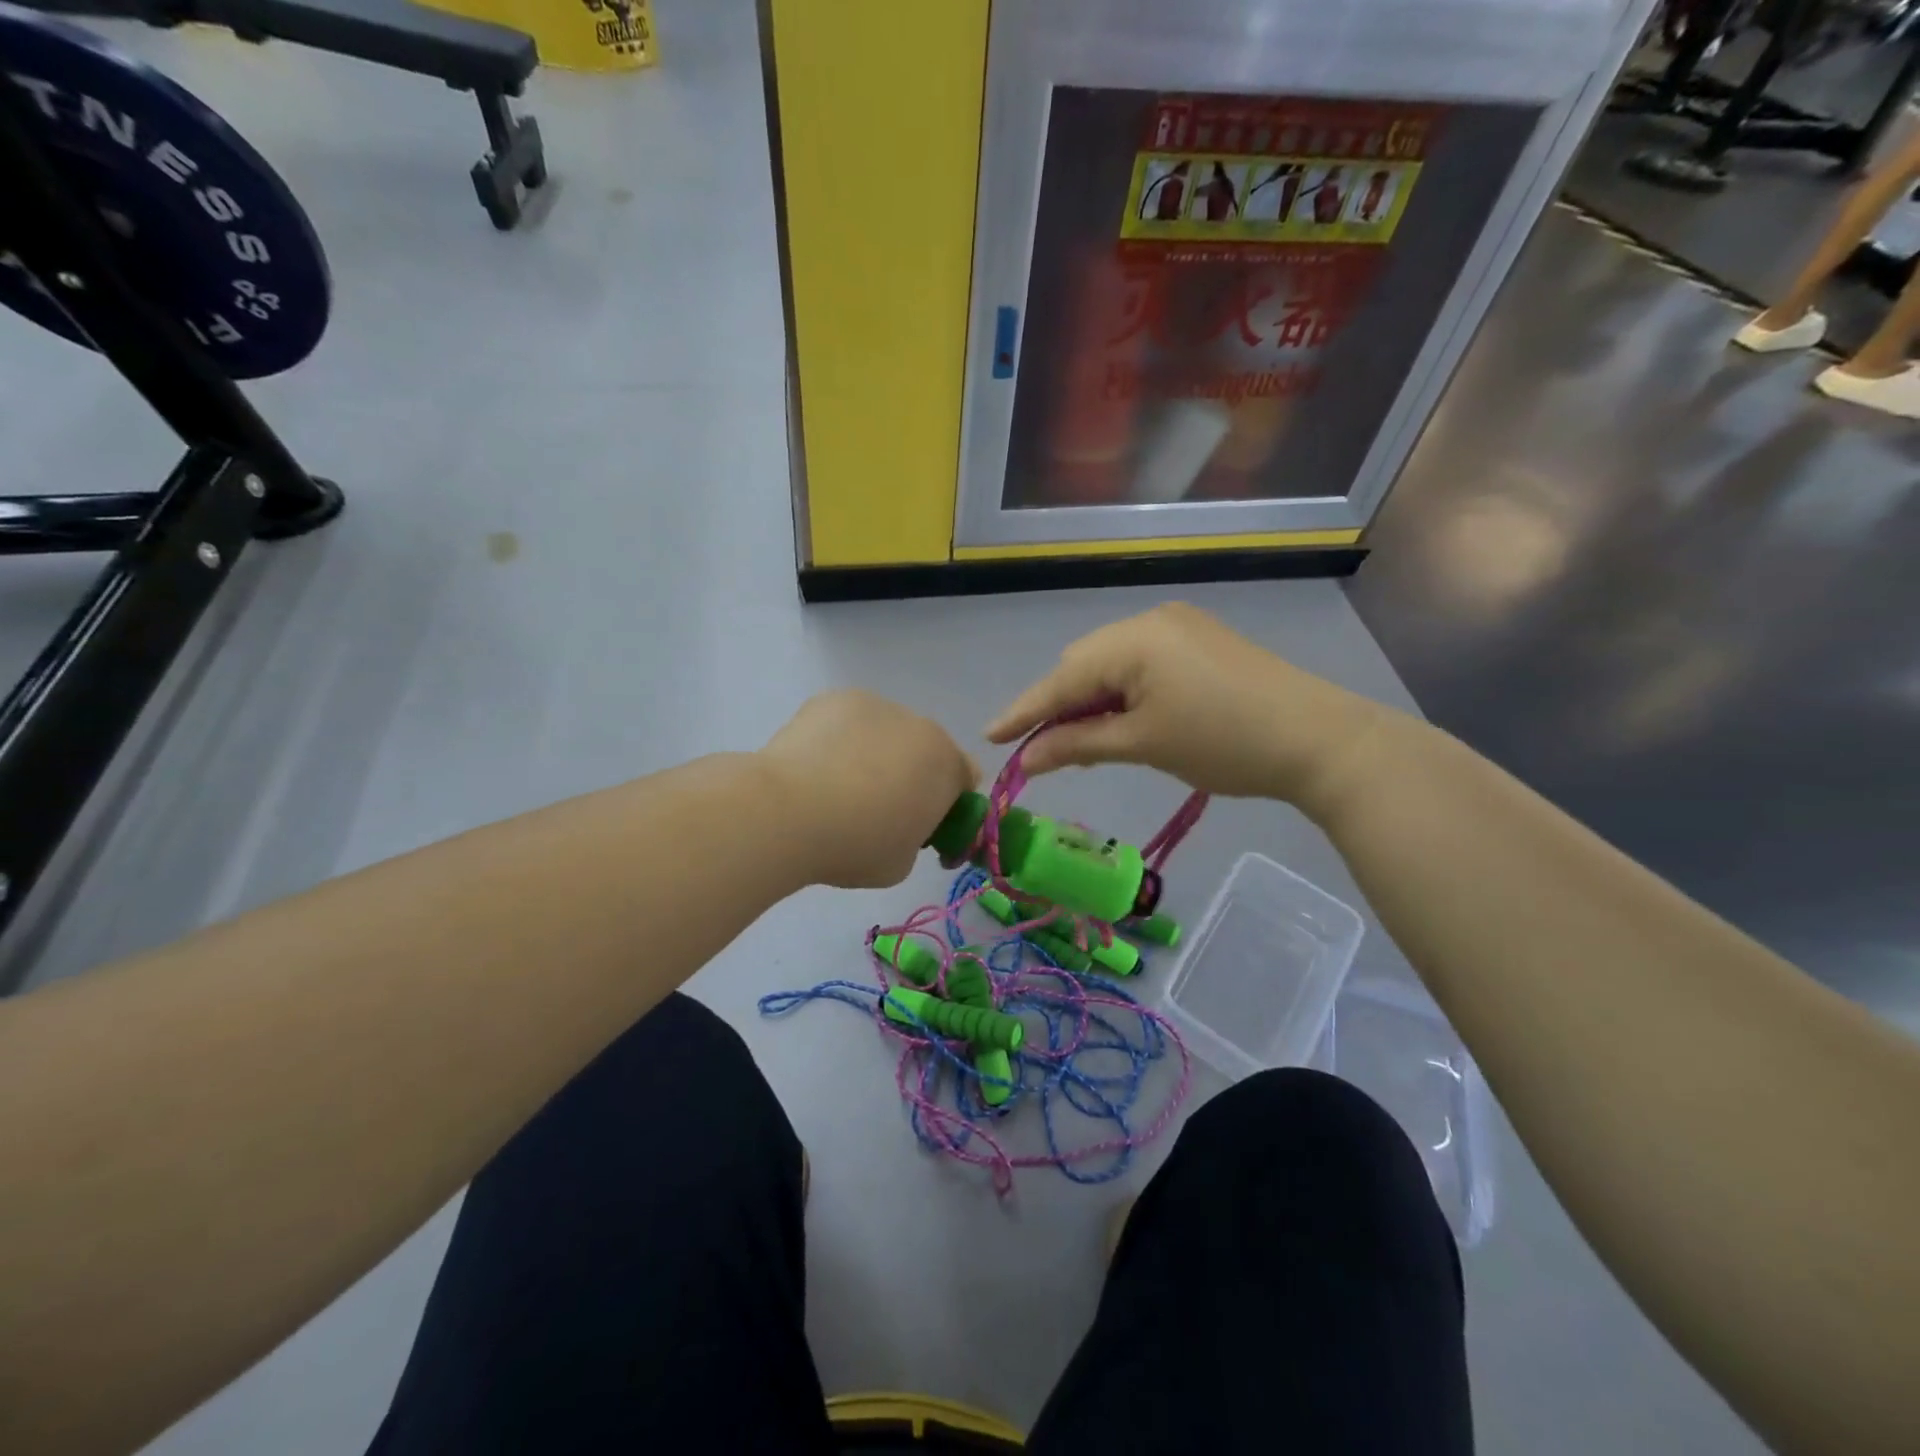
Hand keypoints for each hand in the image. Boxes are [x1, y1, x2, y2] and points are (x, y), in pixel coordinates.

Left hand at [760, 691, 977, 888]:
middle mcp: (919, 725)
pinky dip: (838, 738)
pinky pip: (848, 721)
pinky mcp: (833, 698)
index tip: (920, 825)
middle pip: (924, 750)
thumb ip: (915, 838)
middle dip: (909, 774)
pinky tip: (813, 766)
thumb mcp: (902, 863)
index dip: (947, 803)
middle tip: (873, 809)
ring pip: (885, 731)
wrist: (788, 811)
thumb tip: (901, 824)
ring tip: (834, 786)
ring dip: (873, 753)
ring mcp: (875, 705)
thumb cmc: (855, 845)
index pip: (965, 777)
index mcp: (946, 764)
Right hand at [985, 604, 1384, 807]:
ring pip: (1111, 663)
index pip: (1062, 678)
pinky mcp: (1198, 640)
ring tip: (1077, 742)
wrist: (1319, 740)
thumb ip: (1077, 745)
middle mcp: (1150, 619)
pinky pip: (1140, 663)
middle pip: (1083, 664)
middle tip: (1040, 751)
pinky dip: (1121, 692)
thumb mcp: (1142, 745)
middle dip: (1059, 706)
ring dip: (1089, 700)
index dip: (1024, 711)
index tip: (989, 738)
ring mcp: (1178, 626)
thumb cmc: (1224, 744)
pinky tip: (1117, 720)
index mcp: (1133, 638)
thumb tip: (1025, 760)